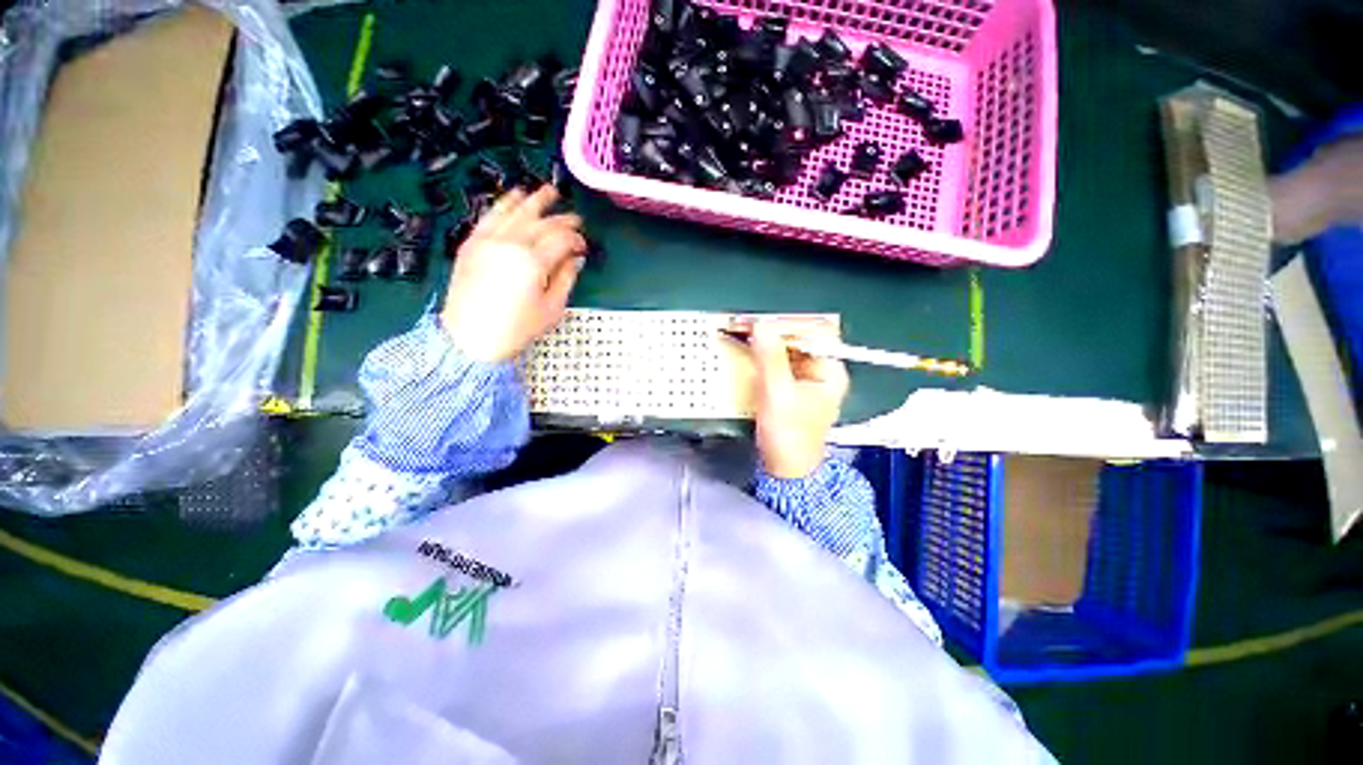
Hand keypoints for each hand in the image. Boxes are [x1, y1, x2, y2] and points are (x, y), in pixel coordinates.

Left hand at [441, 186, 587, 361]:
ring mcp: (488, 240)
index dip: (576, 239)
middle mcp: (510, 244)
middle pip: (541, 222)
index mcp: (533, 262)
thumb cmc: (516, 328)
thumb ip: (565, 279)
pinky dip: (504, 204)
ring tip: (548, 191)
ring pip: (515, 211)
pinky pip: (490, 215)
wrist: (471, 337)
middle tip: (576, 217)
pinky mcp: (472, 243)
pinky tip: (514, 196)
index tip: (583, 246)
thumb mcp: (551, 309)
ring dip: (534, 200)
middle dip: (562, 218)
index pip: (561, 239)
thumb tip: (574, 260)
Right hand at [745, 319, 849, 478]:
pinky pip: (778, 362)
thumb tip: (762, 326)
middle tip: (748, 326)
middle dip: (774, 332)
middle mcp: (821, 372)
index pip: (816, 332)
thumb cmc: (789, 437)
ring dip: (766, 342)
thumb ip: (771, 359)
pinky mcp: (790, 387)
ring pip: (787, 349)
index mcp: (830, 371)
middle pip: (801, 339)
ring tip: (744, 335)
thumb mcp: (778, 395)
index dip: (789, 324)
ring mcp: (805, 380)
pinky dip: (763, 355)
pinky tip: (749, 352)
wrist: (785, 470)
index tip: (762, 323)